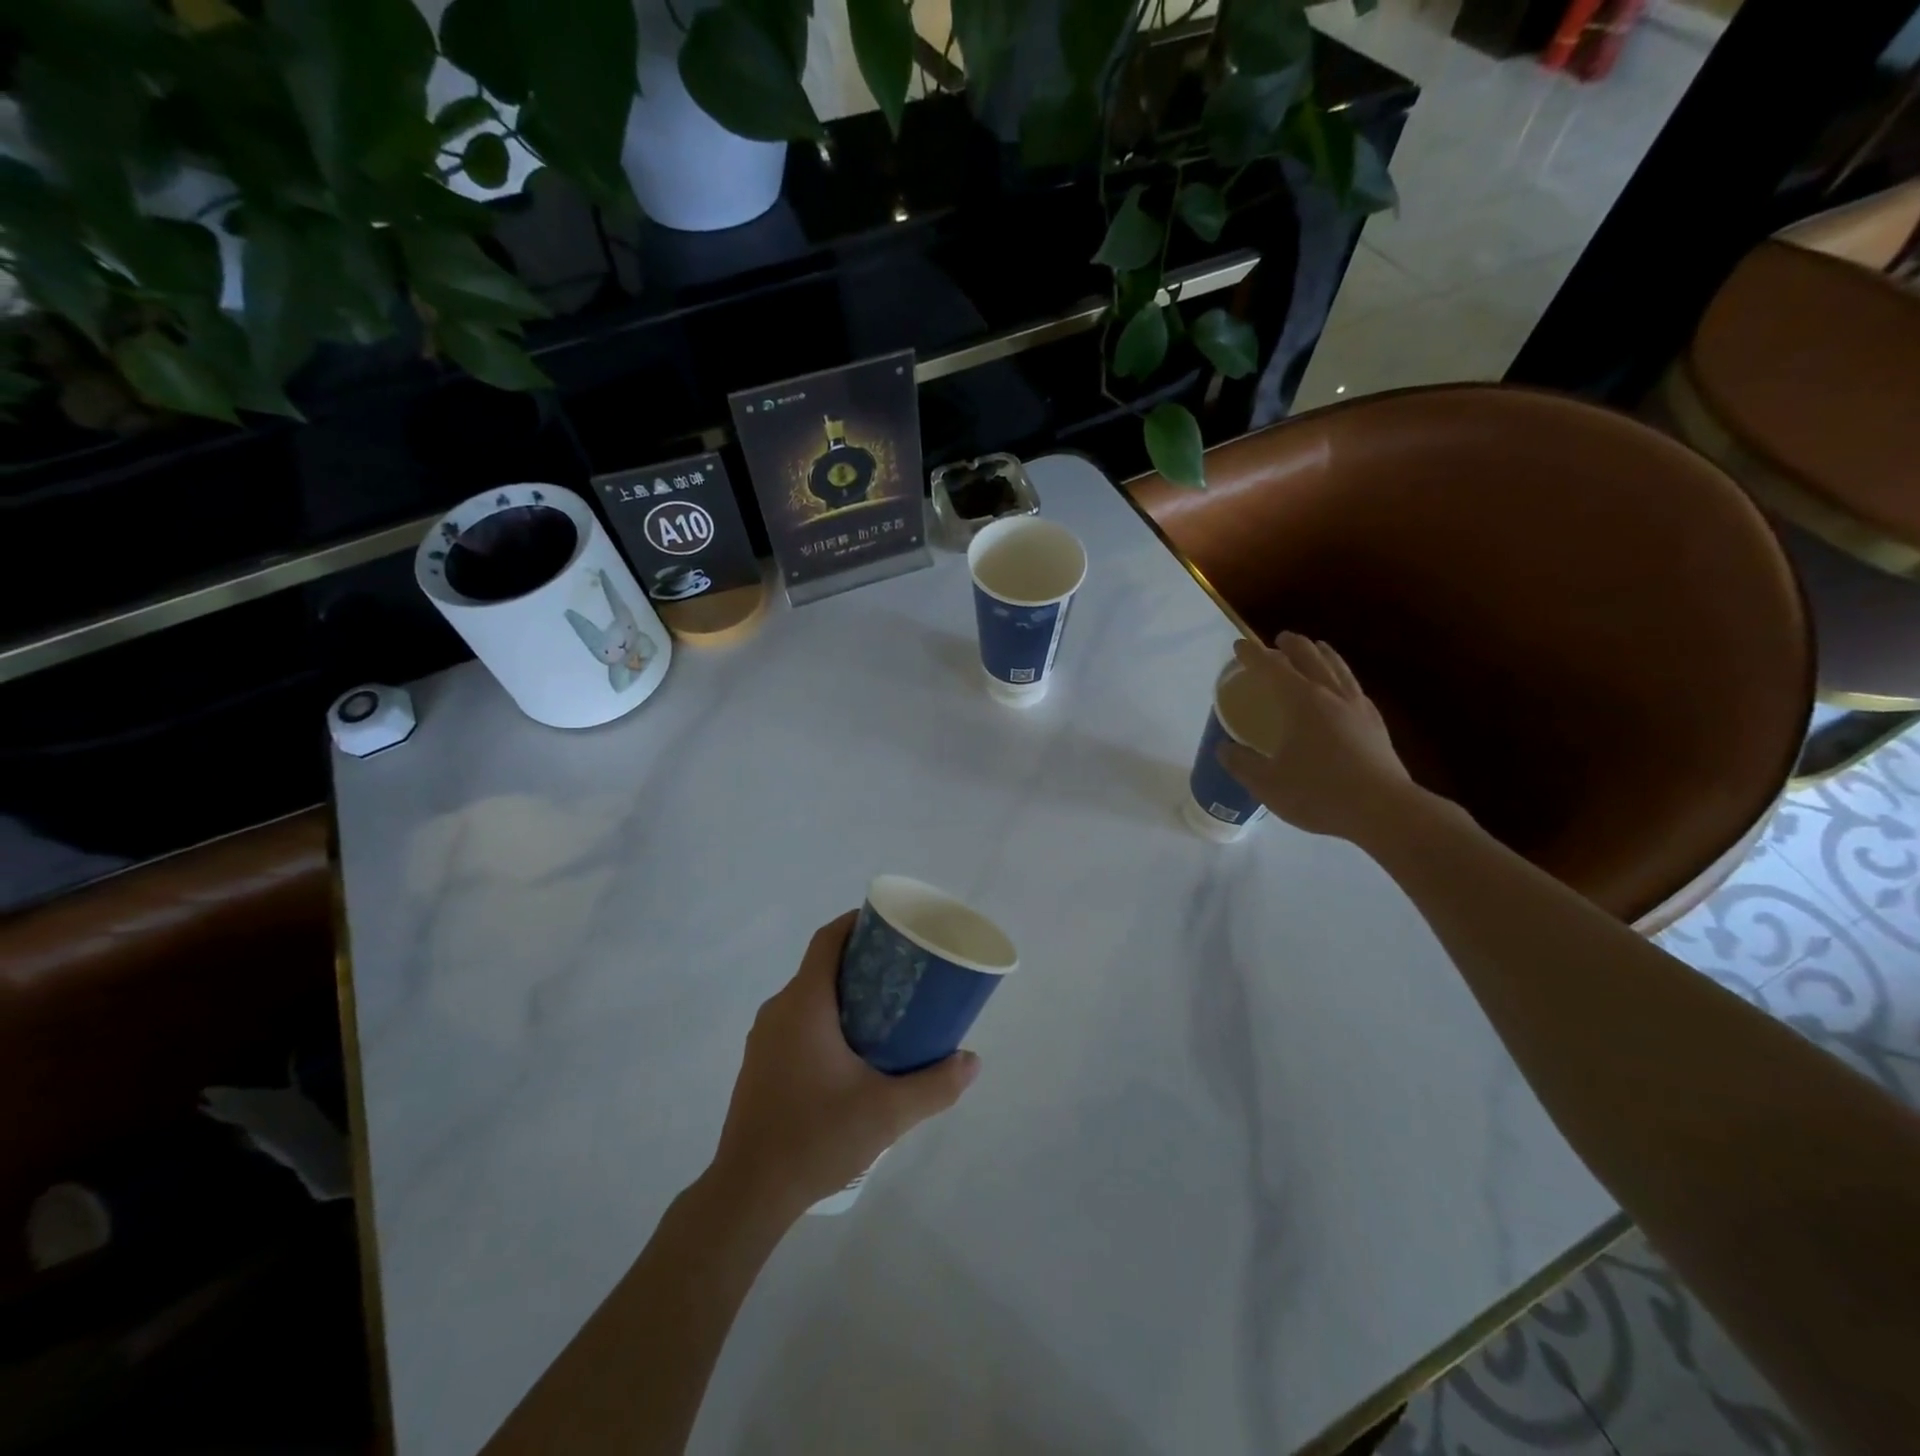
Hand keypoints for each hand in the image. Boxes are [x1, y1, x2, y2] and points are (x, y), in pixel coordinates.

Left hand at [709, 912, 980, 1217]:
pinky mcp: (760, 1064)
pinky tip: (852, 1052)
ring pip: (808, 997)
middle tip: (902, 972)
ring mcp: (764, 1038)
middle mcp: (779, 1010)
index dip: (856, 922)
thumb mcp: (887, 1112)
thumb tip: (973, 1061)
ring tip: (885, 1010)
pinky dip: (826, 1019)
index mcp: (804, 1003)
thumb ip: (935, 1085)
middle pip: (821, 966)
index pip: (827, 939)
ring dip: (844, 993)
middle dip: (861, 961)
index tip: (891, 926)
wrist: (748, 1193)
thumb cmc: (815, 1137)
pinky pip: (796, 1022)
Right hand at [1218, 632, 1417, 843]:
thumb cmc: (1319, 793)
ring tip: (1318, 648)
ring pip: (1339, 669)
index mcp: (1302, 702)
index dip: (1253, 655)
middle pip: (1311, 658)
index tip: (1239, 646)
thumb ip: (1242, 763)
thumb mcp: (1267, 783)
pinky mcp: (1376, 726)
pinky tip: (1344, 689)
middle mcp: (1331, 696)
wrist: (1384, 811)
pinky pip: (1355, 688)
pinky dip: (1343, 678)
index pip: (1272, 668)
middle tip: (1280, 639)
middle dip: (1293, 646)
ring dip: (1324, 655)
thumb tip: (1225, 749)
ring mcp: (1359, 709)